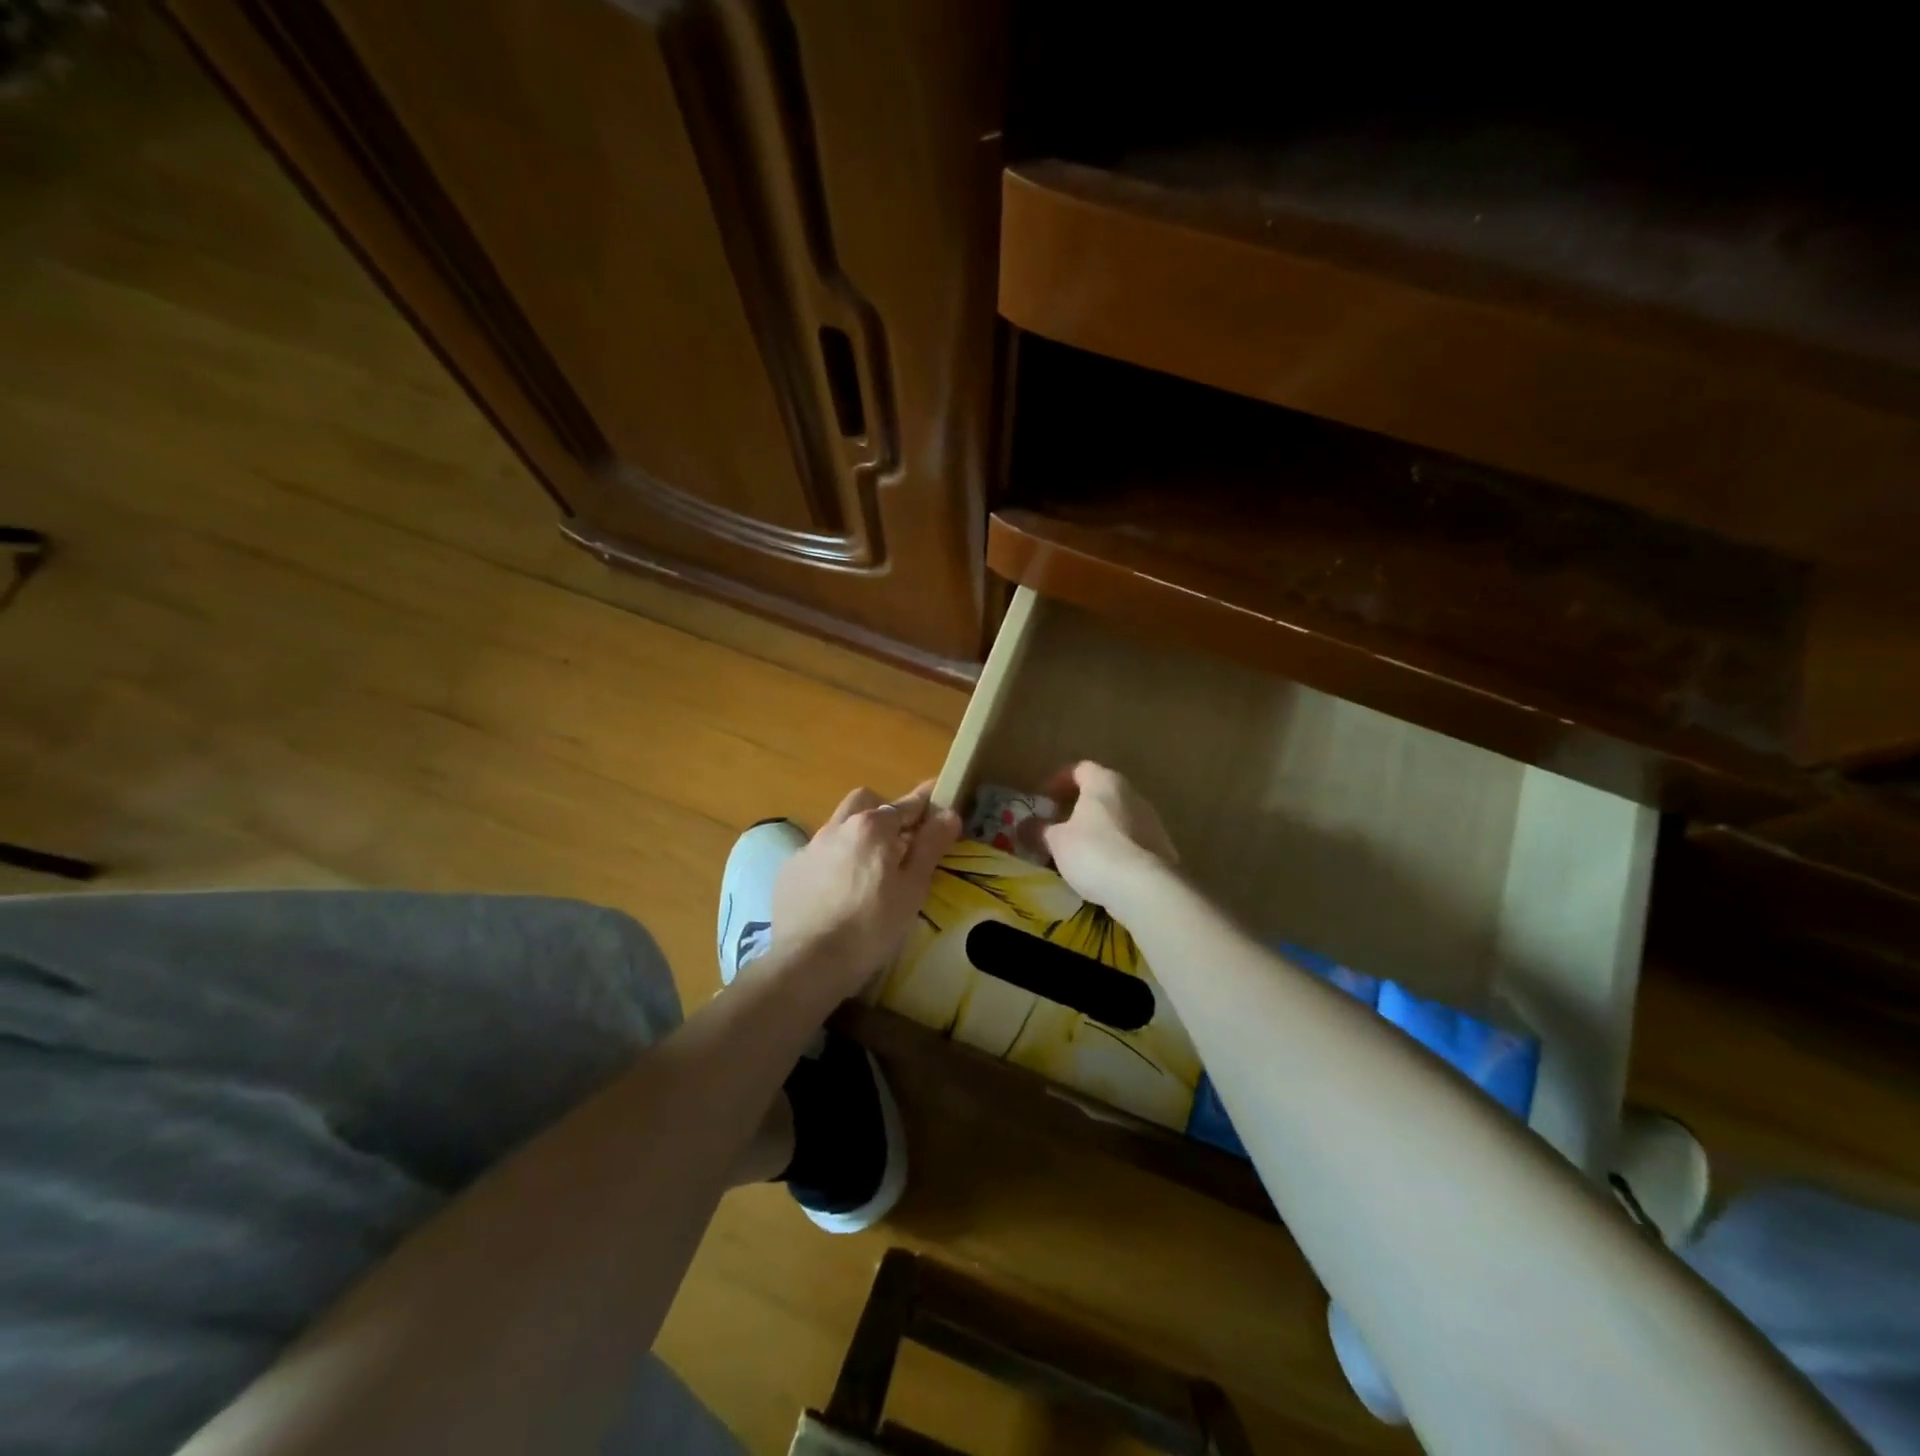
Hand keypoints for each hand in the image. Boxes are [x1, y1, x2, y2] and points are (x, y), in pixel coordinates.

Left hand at [766, 781, 960, 995]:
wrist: (807, 962)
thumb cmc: (871, 926)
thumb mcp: (912, 888)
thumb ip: (930, 846)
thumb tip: (948, 813)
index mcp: (872, 827)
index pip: (906, 805)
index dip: (926, 803)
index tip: (939, 802)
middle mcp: (837, 827)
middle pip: (865, 803)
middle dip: (884, 812)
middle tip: (900, 839)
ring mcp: (808, 848)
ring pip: (838, 826)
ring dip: (856, 836)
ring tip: (868, 869)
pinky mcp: (789, 871)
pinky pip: (817, 854)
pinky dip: (833, 861)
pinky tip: (837, 891)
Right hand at [1037, 761, 1178, 909]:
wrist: (1145, 888)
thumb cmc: (1094, 851)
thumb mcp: (1056, 841)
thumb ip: (1040, 830)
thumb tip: (1024, 826)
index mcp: (1105, 783)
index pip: (1080, 769)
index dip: (1059, 782)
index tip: (1044, 799)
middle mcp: (1133, 795)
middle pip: (1103, 793)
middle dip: (1080, 807)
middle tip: (1060, 826)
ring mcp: (1153, 822)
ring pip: (1119, 818)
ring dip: (1100, 829)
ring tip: (1080, 852)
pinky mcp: (1163, 849)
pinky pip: (1132, 842)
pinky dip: (1116, 849)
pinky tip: (1104, 870)